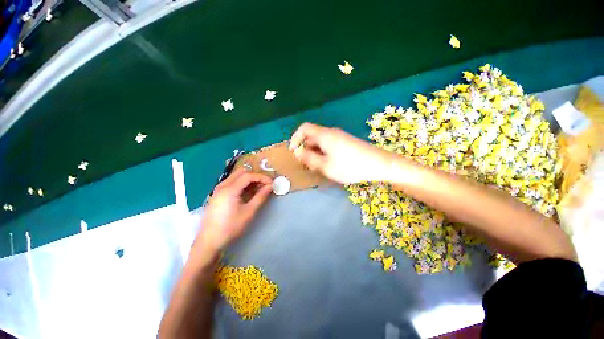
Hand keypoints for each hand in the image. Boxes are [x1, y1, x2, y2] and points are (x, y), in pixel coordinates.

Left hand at [196, 168, 272, 252]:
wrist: (209, 241)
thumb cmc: (231, 227)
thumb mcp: (249, 212)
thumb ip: (260, 197)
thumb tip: (270, 186)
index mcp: (230, 189)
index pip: (248, 176)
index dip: (262, 177)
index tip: (271, 183)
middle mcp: (222, 185)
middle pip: (241, 172)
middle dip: (255, 176)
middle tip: (264, 185)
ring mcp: (218, 189)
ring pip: (236, 176)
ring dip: (248, 179)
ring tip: (257, 189)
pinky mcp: (217, 194)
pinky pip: (231, 182)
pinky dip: (241, 184)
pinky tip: (247, 193)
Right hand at [289, 123, 393, 183]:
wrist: (379, 164)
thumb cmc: (350, 166)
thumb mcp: (325, 166)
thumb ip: (309, 159)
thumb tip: (298, 152)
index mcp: (324, 135)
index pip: (304, 128)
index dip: (295, 138)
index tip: (293, 151)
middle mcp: (331, 132)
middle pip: (312, 135)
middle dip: (305, 148)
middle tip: (306, 164)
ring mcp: (340, 137)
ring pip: (321, 141)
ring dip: (314, 152)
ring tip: (316, 166)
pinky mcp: (346, 142)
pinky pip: (329, 145)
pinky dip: (323, 152)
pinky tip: (328, 164)